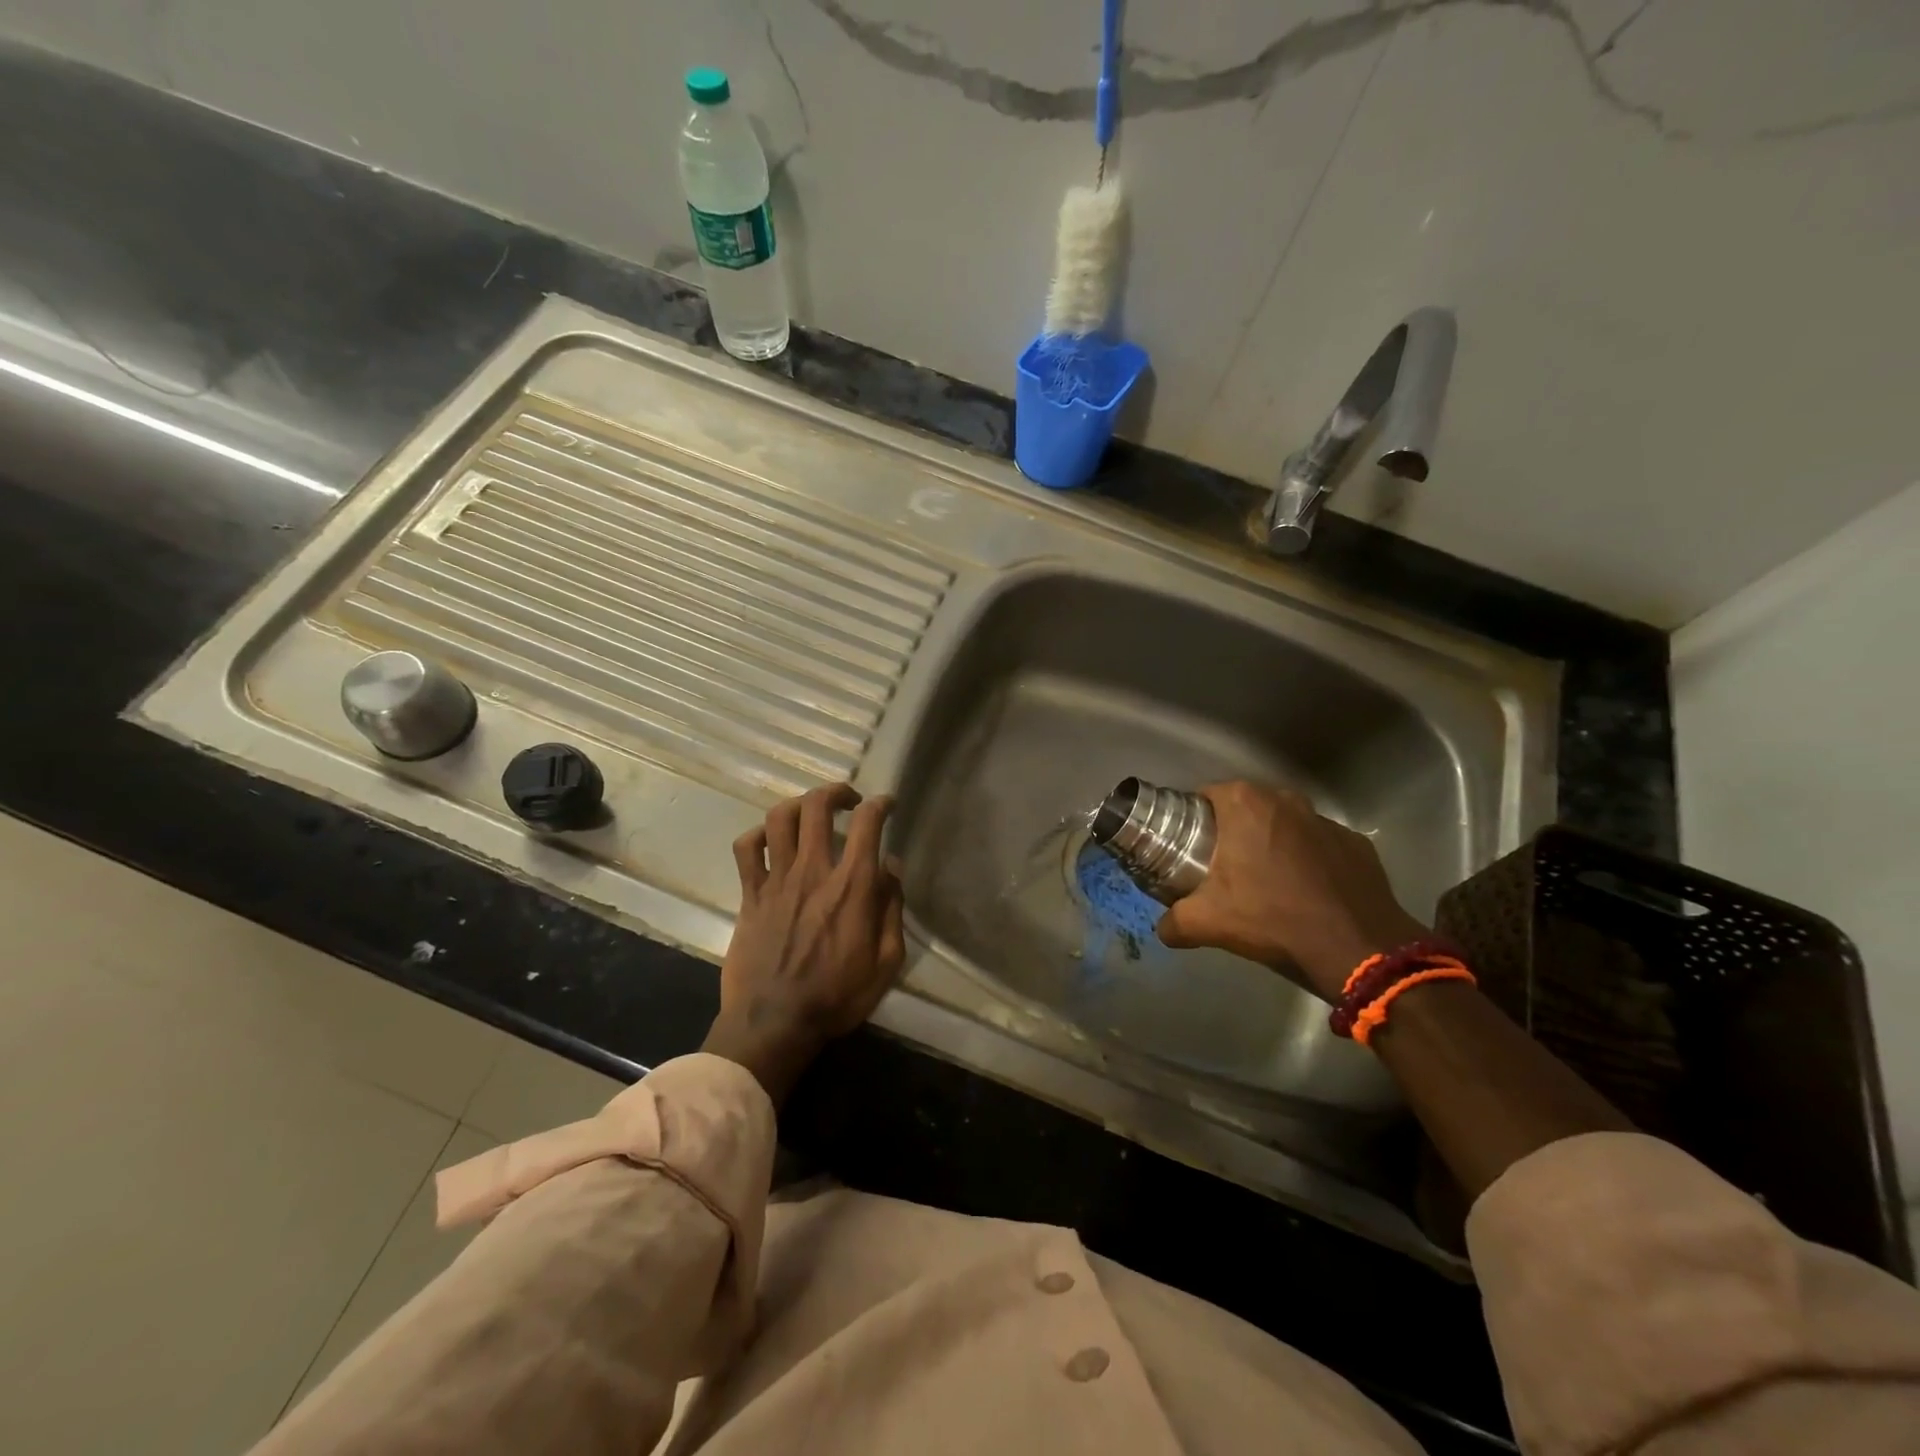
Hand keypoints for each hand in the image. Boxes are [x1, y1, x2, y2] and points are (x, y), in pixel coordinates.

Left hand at [702, 784, 905, 1103]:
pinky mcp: (750, 895)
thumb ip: (892, 909)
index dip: (880, 804)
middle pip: (818, 806)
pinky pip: (746, 849)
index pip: (867, 823)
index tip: (886, 804)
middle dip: (836, 791)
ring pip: (779, 818)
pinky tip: (770, 841)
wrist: (774, 1024)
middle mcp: (813, 871)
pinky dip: (758, 835)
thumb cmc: (837, 997)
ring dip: (798, 804)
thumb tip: (892, 867)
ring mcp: (776, 880)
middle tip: (847, 801)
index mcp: (852, 886)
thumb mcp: (886, 962)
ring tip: (810, 813)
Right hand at [1155, 781, 1427, 1000]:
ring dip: (1271, 845)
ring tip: (1264, 882)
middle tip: (1221, 868)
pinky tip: (1304, 893)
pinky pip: (1318, 847)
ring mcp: (1325, 820)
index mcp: (1245, 803)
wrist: (1356, 949)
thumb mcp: (1207, 922)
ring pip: (1283, 826)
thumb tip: (1163, 927)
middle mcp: (1285, 799)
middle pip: (1244, 809)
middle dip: (1231, 833)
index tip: (1187, 849)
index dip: (1191, 822)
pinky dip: (1308, 862)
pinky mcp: (1355, 844)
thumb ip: (1173, 921)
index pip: (1204, 797)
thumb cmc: (1272, 919)